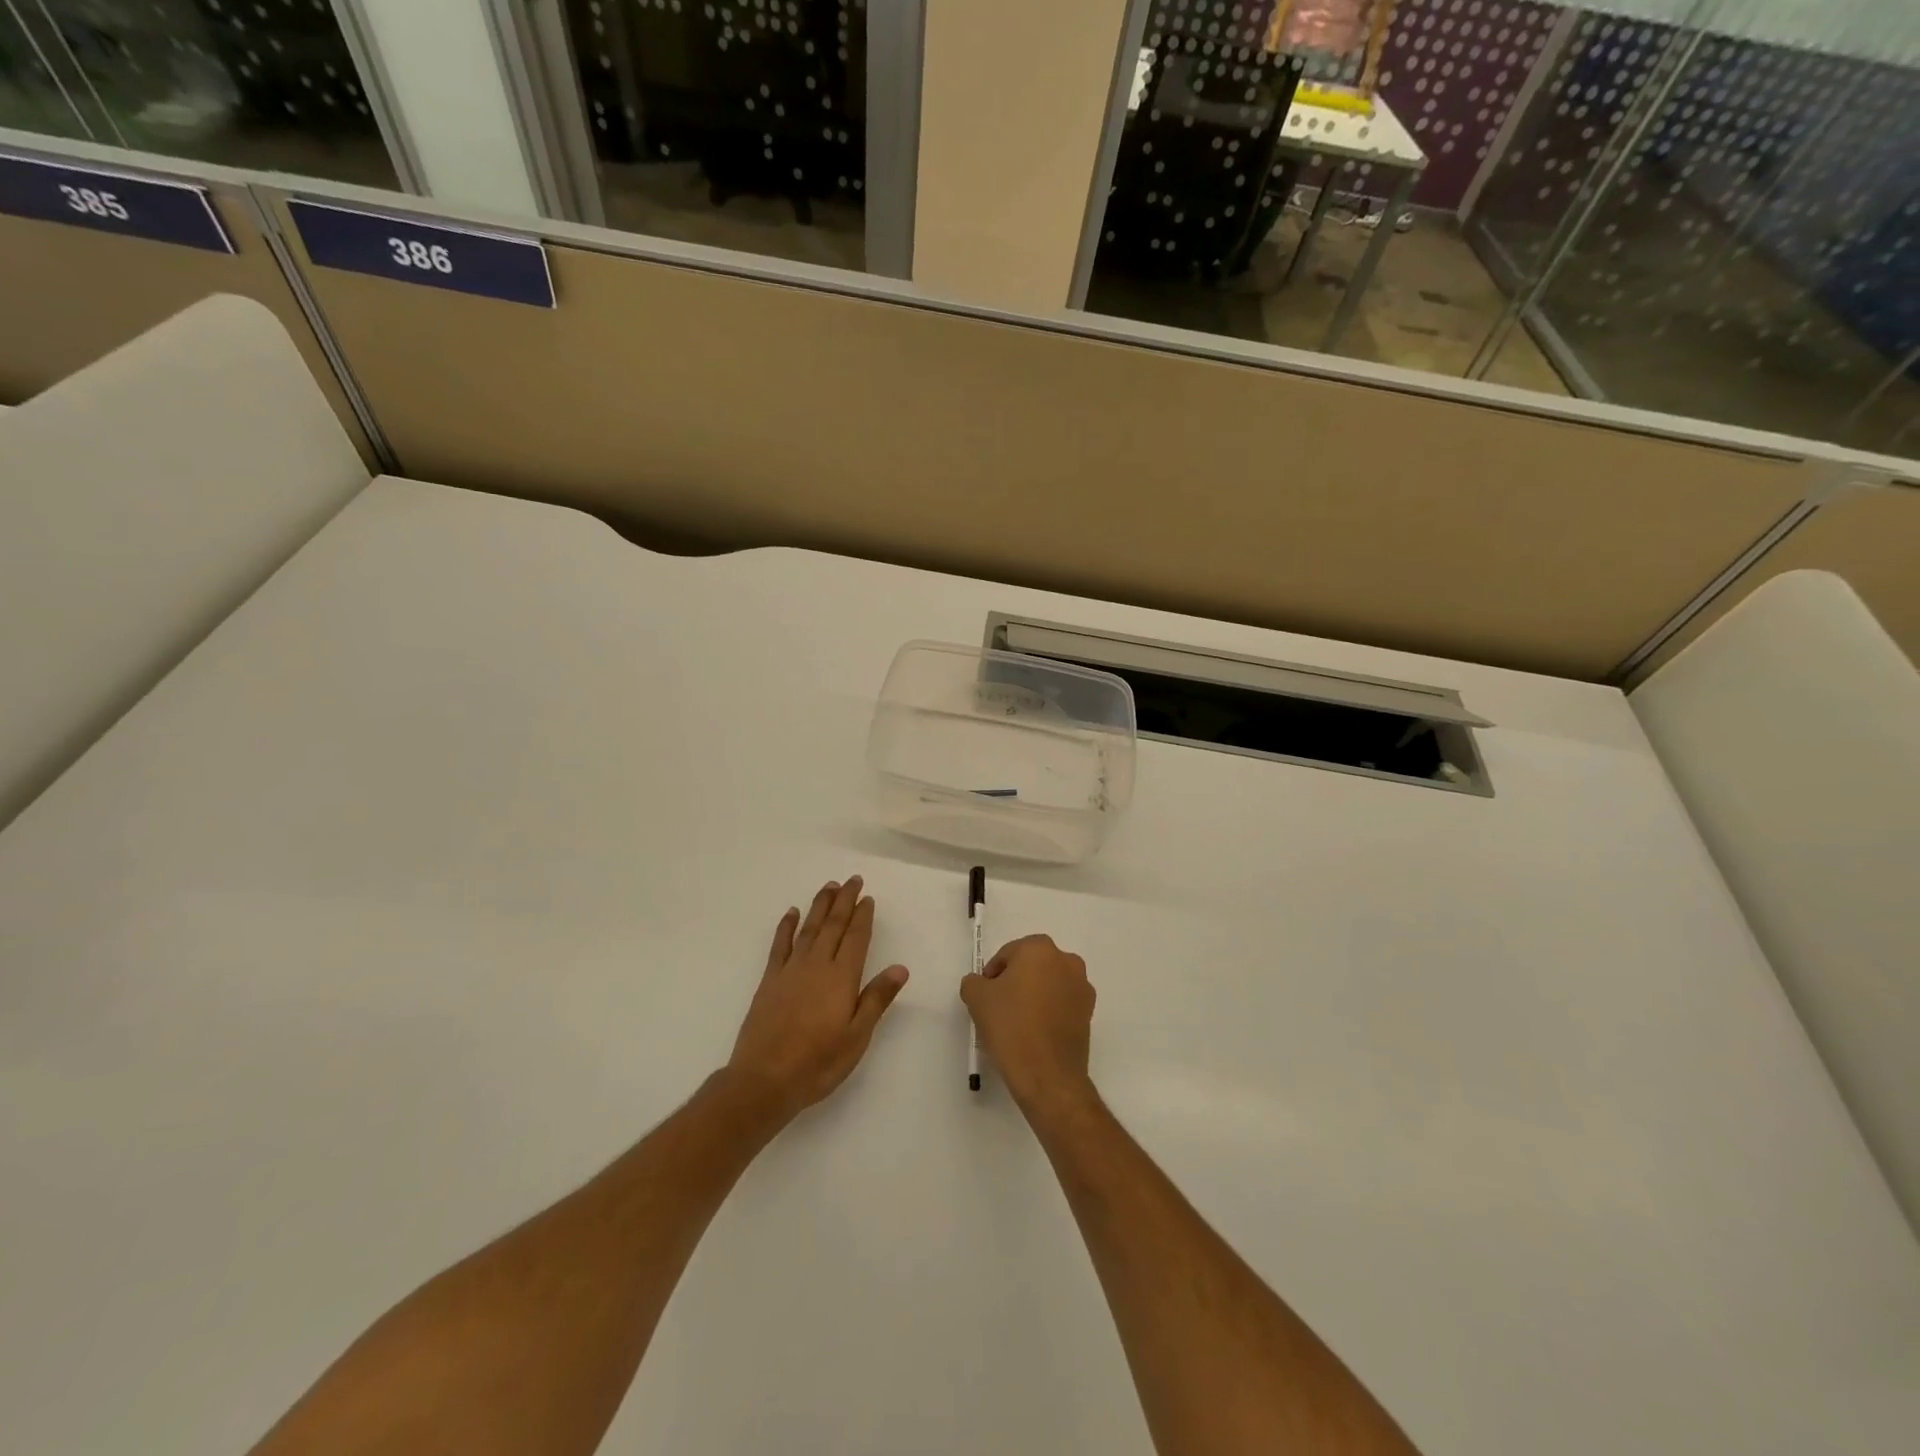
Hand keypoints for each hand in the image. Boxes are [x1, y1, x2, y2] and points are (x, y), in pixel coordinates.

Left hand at [726, 877, 908, 1121]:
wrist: (764, 1079)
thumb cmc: (818, 1062)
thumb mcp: (857, 1037)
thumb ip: (876, 999)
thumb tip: (900, 968)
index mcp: (842, 978)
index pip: (856, 938)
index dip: (863, 916)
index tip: (868, 897)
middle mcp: (817, 965)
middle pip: (834, 925)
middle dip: (844, 900)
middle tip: (852, 879)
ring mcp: (791, 970)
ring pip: (809, 928)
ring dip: (820, 905)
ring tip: (829, 886)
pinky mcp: (770, 980)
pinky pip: (780, 944)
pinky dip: (786, 926)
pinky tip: (792, 912)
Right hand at [960, 934, 1096, 1117]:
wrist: (1047, 1075)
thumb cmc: (1011, 1027)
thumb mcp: (977, 998)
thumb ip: (973, 981)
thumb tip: (981, 983)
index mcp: (1040, 949)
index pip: (1008, 954)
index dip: (993, 974)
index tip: (985, 996)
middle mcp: (1067, 961)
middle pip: (1032, 966)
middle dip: (1015, 981)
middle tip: (999, 1007)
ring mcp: (1082, 987)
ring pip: (1049, 983)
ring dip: (1034, 995)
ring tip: (1017, 1022)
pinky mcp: (1089, 1012)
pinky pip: (1062, 1003)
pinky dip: (1049, 1011)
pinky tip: (1035, 1033)